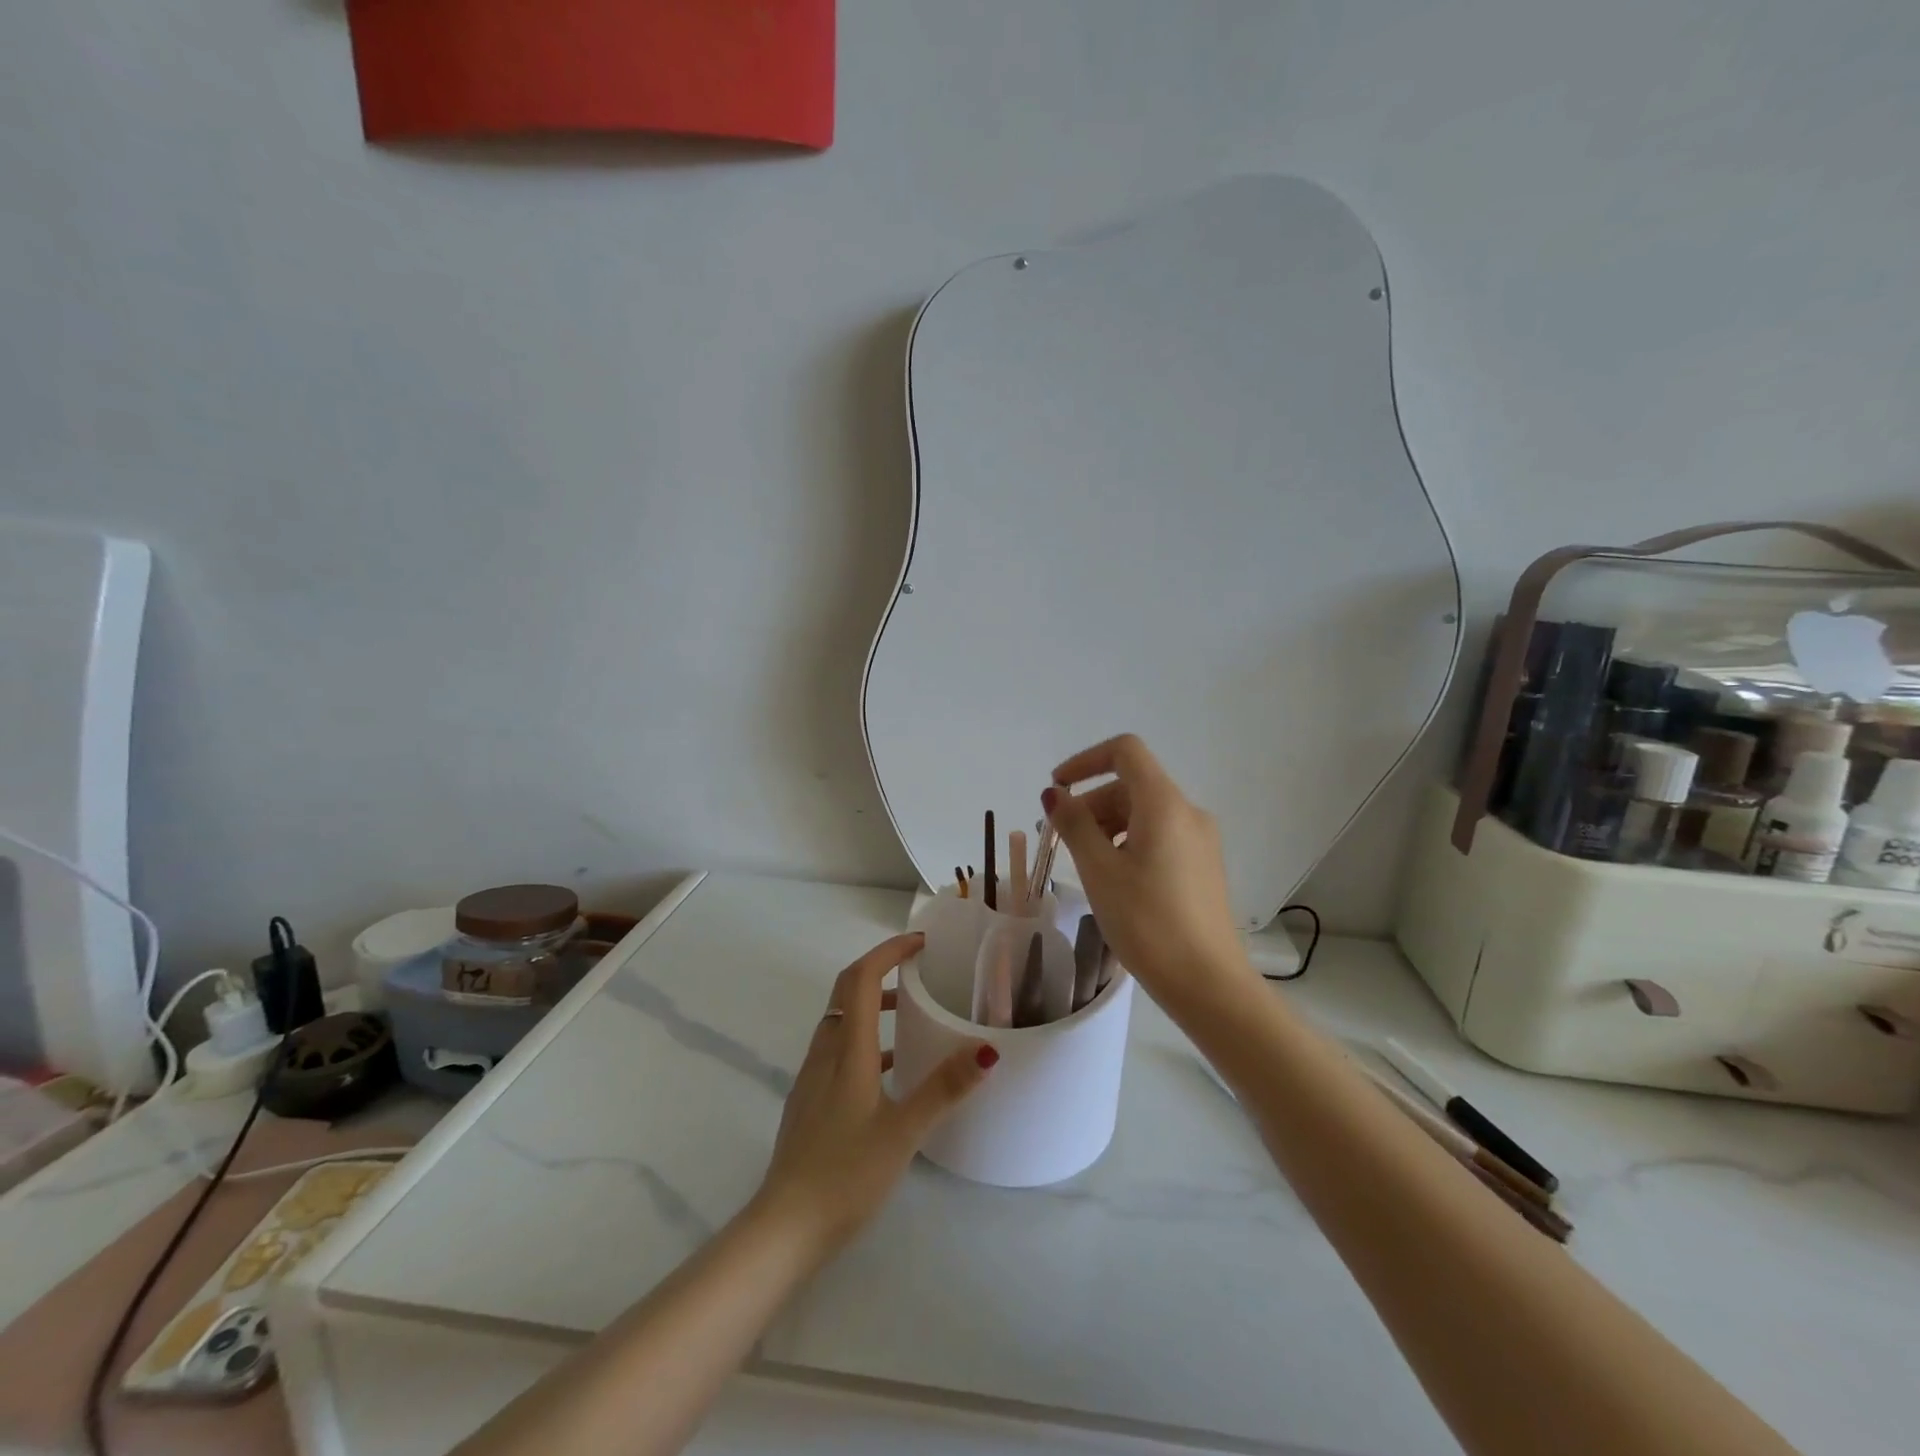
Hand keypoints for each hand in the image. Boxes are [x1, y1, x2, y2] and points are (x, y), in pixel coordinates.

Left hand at [752, 933, 996, 1256]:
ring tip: (912, 1014)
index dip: (888, 951)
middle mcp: (825, 1054)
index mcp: (847, 1051)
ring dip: (873, 1004)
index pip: (862, 979)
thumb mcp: (903, 1132)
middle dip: (880, 970)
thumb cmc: (846, 1174)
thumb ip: (944, 1088)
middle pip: (846, 992)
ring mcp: (812, 1078)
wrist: (784, 1229)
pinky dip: (865, 1039)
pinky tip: (890, 1071)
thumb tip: (986, 1049)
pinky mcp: (809, 1102)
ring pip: (841, 1021)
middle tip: (918, 970)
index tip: (921, 943)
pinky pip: (838, 1050)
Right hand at [1043, 734, 1254, 1010]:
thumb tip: (1055, 795)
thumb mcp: (1099, 870)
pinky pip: (1159, 835)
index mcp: (1164, 804)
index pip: (1125, 751)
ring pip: (1144, 812)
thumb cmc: (1147, 921)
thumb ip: (1074, 825)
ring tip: (1083, 864)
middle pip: (1132, 784)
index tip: (1057, 790)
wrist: (1207, 982)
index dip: (1085, 761)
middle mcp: (1188, 812)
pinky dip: (1128, 841)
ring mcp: (1200, 840)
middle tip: (1060, 841)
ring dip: (1107, 824)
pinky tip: (1113, 878)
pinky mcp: (1203, 865)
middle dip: (1091, 802)